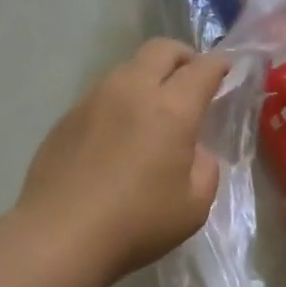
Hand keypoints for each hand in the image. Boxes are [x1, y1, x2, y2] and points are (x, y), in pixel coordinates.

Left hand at [18, 40, 228, 279]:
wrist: (60, 236)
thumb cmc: (137, 222)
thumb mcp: (194, 205)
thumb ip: (205, 168)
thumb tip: (193, 151)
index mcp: (171, 109)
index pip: (201, 69)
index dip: (218, 65)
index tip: (226, 69)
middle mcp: (131, 91)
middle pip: (161, 50)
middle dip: (183, 57)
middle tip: (192, 79)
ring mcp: (93, 100)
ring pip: (127, 68)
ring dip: (148, 77)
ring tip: (153, 108)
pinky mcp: (67, 117)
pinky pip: (101, 94)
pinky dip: (120, 101)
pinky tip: (118, 134)